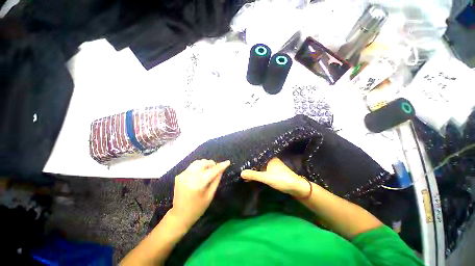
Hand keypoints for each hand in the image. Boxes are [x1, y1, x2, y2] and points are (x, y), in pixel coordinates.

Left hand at [170, 159, 230, 228]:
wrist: (179, 215)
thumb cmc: (197, 208)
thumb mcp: (210, 196)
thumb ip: (216, 181)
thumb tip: (221, 170)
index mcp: (198, 184)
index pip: (212, 170)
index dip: (221, 165)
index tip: (228, 162)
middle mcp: (189, 177)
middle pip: (204, 163)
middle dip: (212, 164)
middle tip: (216, 169)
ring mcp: (183, 175)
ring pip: (197, 162)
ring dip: (205, 164)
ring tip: (209, 170)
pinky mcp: (179, 175)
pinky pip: (192, 167)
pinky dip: (198, 167)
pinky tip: (200, 174)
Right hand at [241, 157, 309, 197]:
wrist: (296, 187)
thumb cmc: (281, 179)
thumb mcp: (266, 177)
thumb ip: (253, 175)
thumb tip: (241, 173)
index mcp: (269, 158)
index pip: (256, 156)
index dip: (249, 158)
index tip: (240, 160)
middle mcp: (271, 160)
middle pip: (258, 161)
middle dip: (250, 164)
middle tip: (240, 166)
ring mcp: (273, 165)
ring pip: (260, 165)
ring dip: (254, 168)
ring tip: (245, 170)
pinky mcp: (274, 171)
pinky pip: (263, 169)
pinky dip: (258, 171)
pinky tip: (254, 174)